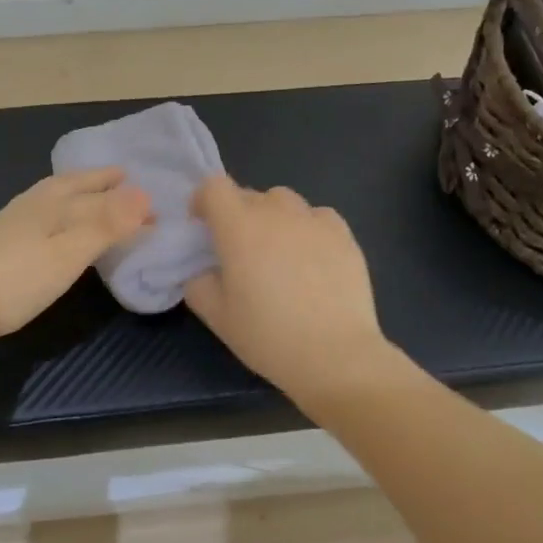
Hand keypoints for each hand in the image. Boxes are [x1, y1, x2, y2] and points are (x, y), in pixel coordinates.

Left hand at [0, 168, 153, 347]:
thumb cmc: (13, 279)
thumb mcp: (67, 253)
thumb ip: (105, 225)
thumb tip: (145, 194)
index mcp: (53, 204)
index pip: (99, 194)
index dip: (127, 197)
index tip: (152, 197)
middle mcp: (32, 206)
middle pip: (72, 187)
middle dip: (98, 182)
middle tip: (121, 176)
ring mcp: (9, 224)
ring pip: (52, 198)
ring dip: (76, 194)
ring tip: (89, 194)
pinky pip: (39, 216)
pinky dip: (56, 212)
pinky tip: (48, 227)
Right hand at [183, 175, 388, 397]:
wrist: (336, 355)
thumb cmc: (268, 336)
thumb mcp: (217, 317)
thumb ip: (198, 284)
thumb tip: (204, 271)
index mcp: (238, 227)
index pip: (214, 187)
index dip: (203, 200)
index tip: (203, 225)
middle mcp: (275, 212)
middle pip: (248, 194)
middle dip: (237, 214)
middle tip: (239, 250)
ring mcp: (313, 220)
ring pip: (284, 201)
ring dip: (272, 216)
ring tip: (277, 250)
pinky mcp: (344, 234)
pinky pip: (317, 216)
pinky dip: (307, 227)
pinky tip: (311, 257)